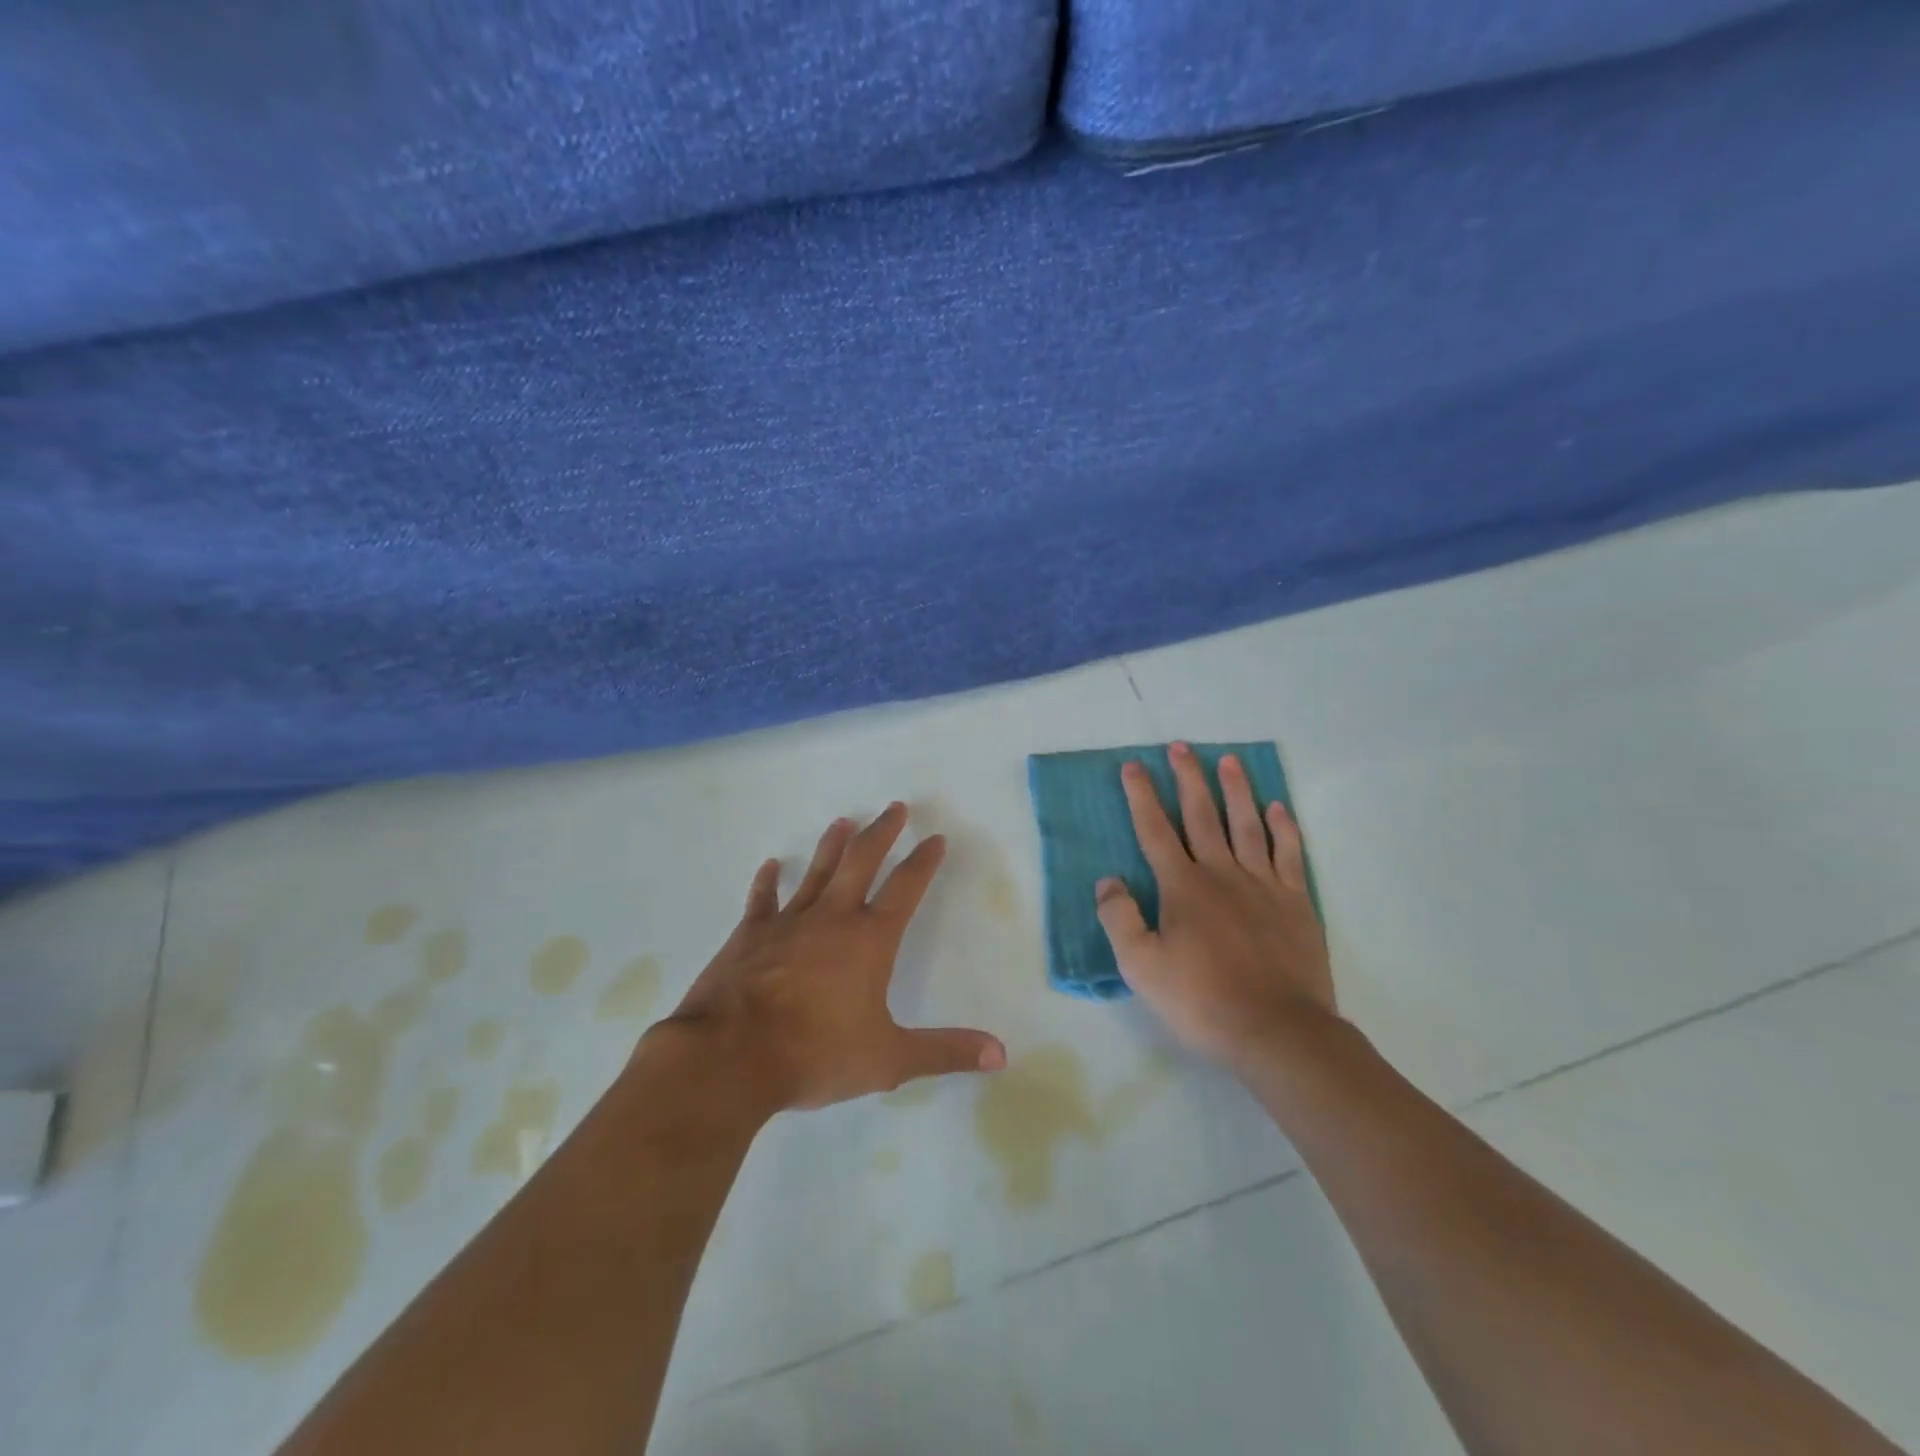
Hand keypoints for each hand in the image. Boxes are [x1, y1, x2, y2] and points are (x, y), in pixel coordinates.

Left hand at [660, 803, 1006, 1111]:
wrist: (730, 1057)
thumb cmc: (815, 1054)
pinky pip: (762, 900)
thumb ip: (945, 1052)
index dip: (923, 862)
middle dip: (882, 833)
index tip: (935, 838)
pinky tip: (770, 865)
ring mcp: (787, 923)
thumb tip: (1001, 1055)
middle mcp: (832, 919)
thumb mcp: (889, 1060)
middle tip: (895, 807)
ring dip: (832, 845)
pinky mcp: (749, 936)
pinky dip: (767, 882)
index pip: (905, 888)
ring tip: (844, 821)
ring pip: (816, 872)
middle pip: (861, 862)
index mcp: (869, 940)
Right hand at [1096, 742, 1337, 1070]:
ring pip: (1247, 824)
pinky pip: (1289, 854)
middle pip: (1202, 815)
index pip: (1155, 830)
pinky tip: (1278, 808)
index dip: (1141, 796)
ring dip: (1236, 790)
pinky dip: (1284, 828)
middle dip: (1188, 778)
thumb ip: (1120, 918)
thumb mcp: (1141, 966)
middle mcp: (1221, 873)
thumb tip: (1109, 880)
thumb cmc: (1202, 1000)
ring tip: (1228, 760)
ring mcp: (1263, 884)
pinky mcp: (1296, 902)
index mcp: (1182, 887)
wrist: (1277, 1031)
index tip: (1133, 766)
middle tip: (1181, 747)